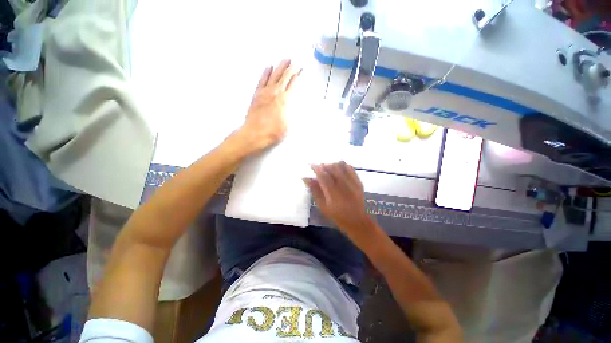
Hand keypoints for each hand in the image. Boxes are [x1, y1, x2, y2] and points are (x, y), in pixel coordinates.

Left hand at [235, 59, 301, 154]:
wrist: (255, 134)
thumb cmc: (273, 132)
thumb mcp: (289, 124)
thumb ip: (292, 112)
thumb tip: (294, 104)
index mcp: (285, 100)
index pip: (293, 83)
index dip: (298, 75)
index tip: (301, 70)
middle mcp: (275, 93)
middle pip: (285, 76)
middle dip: (291, 67)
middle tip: (295, 62)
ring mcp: (265, 92)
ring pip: (274, 75)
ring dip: (280, 66)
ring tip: (285, 59)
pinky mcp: (257, 95)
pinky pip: (262, 80)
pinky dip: (266, 73)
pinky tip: (269, 68)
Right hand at [304, 162, 379, 245]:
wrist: (356, 220)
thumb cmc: (336, 215)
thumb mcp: (322, 206)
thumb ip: (314, 190)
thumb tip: (306, 178)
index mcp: (333, 194)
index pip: (323, 176)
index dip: (316, 168)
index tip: (311, 165)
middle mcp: (343, 186)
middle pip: (332, 168)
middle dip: (324, 165)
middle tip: (319, 167)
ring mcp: (353, 183)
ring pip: (341, 166)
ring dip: (332, 164)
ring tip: (328, 168)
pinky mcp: (359, 182)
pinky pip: (350, 168)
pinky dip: (342, 165)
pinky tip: (338, 168)